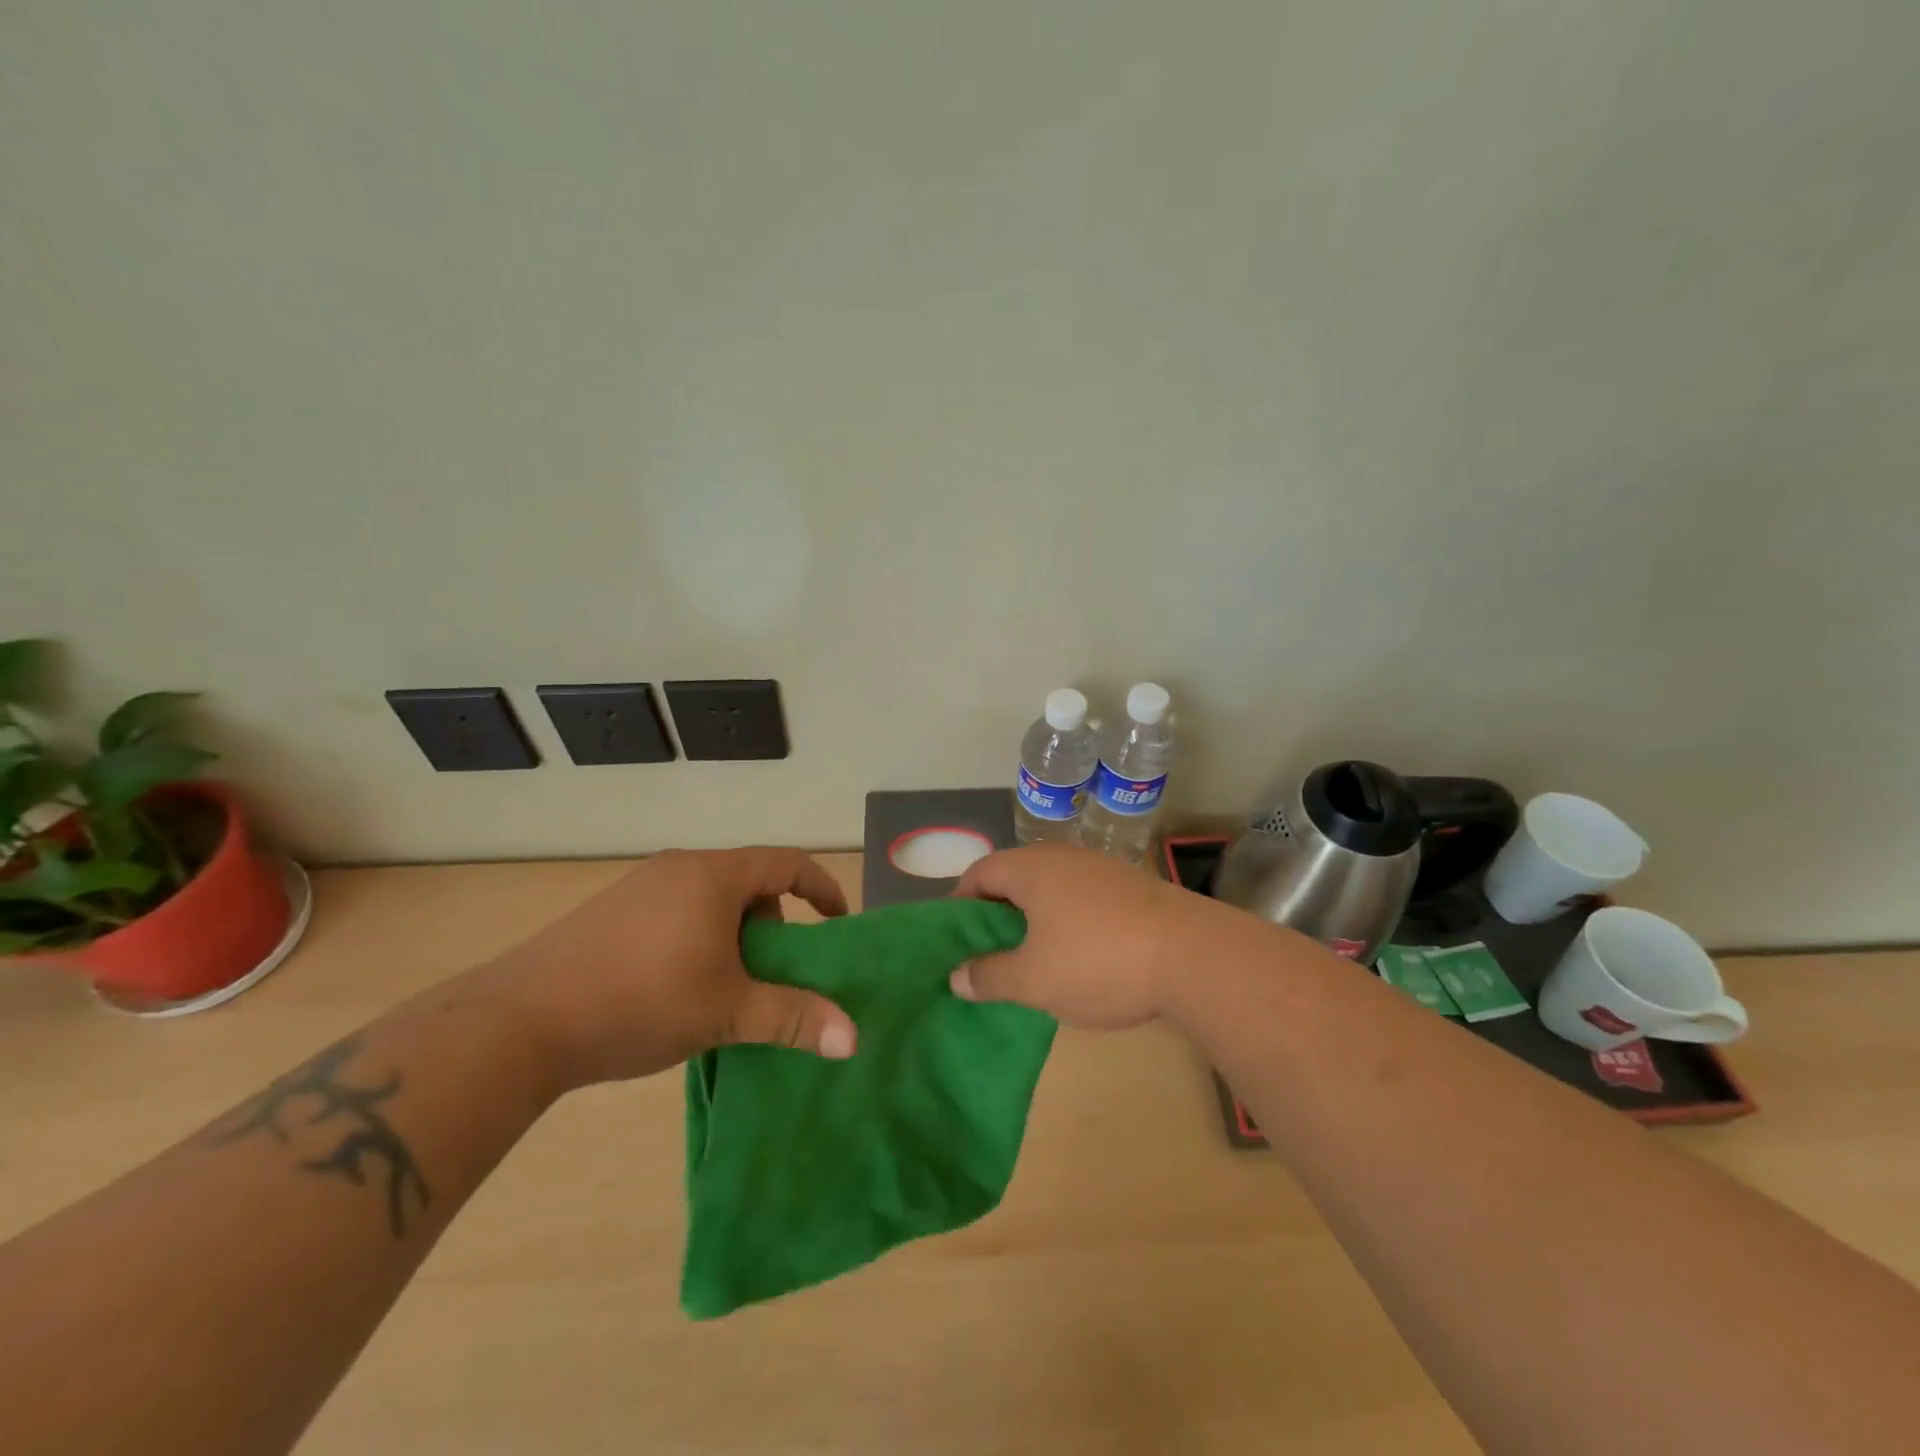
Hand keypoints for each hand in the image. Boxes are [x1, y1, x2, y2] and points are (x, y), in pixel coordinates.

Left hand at [480, 847, 855, 1093]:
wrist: (518, 1023)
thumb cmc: (640, 1002)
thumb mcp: (727, 1011)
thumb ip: (794, 1018)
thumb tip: (853, 1039)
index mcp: (714, 875)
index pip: (788, 862)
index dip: (822, 888)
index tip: (837, 922)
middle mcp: (680, 867)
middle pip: (749, 880)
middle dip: (773, 921)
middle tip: (773, 970)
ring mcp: (640, 886)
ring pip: (710, 898)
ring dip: (733, 933)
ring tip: (725, 985)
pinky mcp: (611, 911)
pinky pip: (676, 910)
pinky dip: (698, 937)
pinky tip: (677, 986)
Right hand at [950, 845, 1210, 1028]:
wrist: (1194, 957)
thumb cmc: (1098, 961)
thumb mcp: (1033, 979)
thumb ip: (989, 976)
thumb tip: (957, 976)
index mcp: (1031, 869)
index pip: (979, 872)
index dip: (959, 903)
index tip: (955, 939)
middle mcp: (1063, 858)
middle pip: (1014, 879)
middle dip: (996, 915)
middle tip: (987, 955)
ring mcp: (1101, 870)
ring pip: (1050, 890)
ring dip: (1033, 921)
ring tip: (1029, 962)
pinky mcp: (1130, 889)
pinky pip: (1081, 900)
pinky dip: (1067, 923)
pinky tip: (1076, 958)